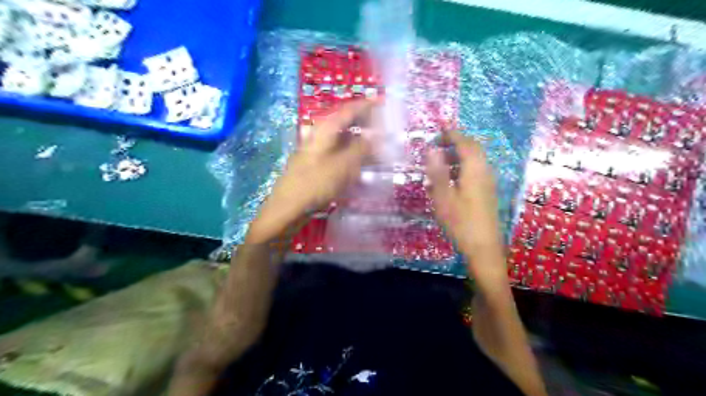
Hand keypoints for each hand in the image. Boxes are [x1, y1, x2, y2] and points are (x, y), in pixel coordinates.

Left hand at [246, 100, 374, 242]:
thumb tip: (378, 133)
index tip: (383, 102)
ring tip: (376, 147)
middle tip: (383, 127)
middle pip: (345, 124)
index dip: (366, 105)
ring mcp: (316, 152)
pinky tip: (360, 165)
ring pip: (342, 141)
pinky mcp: (316, 166)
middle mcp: (319, 137)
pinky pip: (338, 155)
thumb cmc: (315, 184)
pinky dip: (351, 156)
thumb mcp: (342, 165)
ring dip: (359, 142)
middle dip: (364, 123)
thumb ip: (361, 148)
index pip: (348, 110)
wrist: (288, 208)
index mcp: (324, 131)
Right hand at [424, 132, 507, 281]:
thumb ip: (437, 171)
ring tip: (439, 165)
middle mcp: (485, 171)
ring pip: (474, 161)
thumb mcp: (443, 197)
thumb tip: (432, 149)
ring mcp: (488, 182)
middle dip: (456, 143)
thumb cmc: (460, 221)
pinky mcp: (487, 192)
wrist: (484, 247)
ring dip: (457, 157)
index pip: (465, 143)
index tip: (439, 131)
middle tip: (437, 146)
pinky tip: (449, 182)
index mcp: (475, 169)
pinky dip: (462, 169)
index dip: (452, 134)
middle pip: (472, 149)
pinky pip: (475, 172)